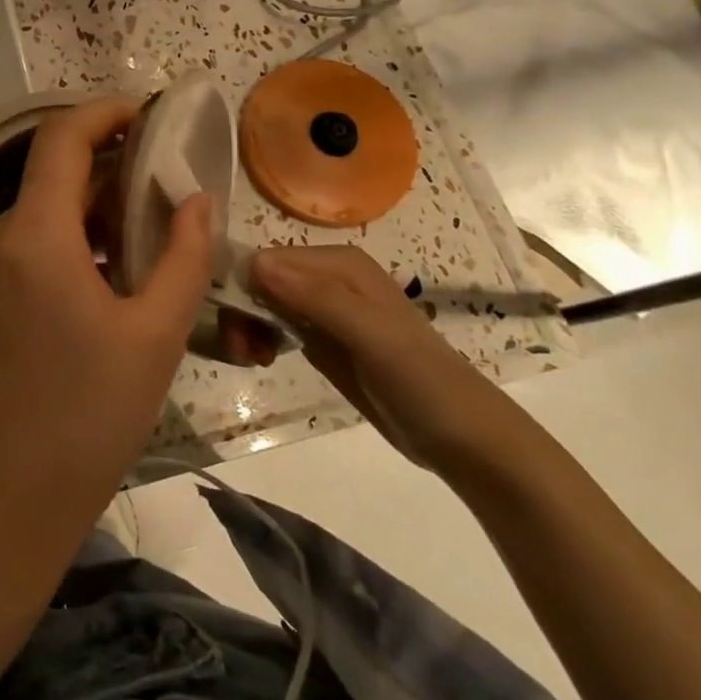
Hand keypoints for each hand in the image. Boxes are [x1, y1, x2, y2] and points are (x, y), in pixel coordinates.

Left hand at [0, 98, 212, 579]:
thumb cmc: (85, 421)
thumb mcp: (154, 338)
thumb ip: (182, 256)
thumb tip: (195, 198)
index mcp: (31, 237)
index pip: (61, 139)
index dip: (103, 112)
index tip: (143, 113)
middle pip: (47, 177)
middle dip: (104, 172)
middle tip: (157, 193)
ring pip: (32, 214)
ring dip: (81, 215)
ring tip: (135, 247)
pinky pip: (13, 247)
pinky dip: (55, 244)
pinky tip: (92, 283)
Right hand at [249, 244, 537, 473]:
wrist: (463, 440)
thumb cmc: (421, 381)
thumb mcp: (371, 336)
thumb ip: (317, 298)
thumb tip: (256, 265)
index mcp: (339, 263)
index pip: (267, 259)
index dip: (244, 289)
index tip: (238, 329)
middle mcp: (327, 277)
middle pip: (261, 279)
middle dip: (243, 310)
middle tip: (242, 352)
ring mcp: (324, 309)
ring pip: (263, 301)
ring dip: (248, 326)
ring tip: (252, 359)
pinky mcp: (322, 338)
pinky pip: (275, 324)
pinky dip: (261, 338)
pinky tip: (264, 358)